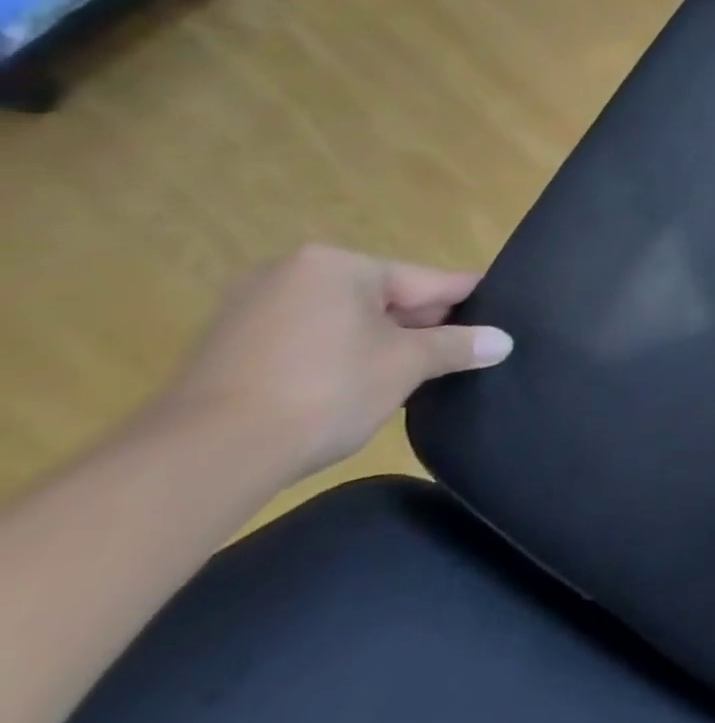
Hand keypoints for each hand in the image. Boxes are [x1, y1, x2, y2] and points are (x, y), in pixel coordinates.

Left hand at [159, 244, 512, 483]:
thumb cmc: (324, 389)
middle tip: (465, 345)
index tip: (499, 302)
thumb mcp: (406, 364)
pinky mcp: (226, 348)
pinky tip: (362, 383)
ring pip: (343, 321)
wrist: (202, 457)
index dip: (465, 296)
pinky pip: (307, 341)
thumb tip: (504, 341)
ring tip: (421, 369)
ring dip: (381, 342)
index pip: (423, 279)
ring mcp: (250, 310)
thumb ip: (458, 346)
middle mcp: (291, 273)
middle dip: (421, 323)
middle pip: (381, 297)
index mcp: (338, 265)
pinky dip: (339, 357)